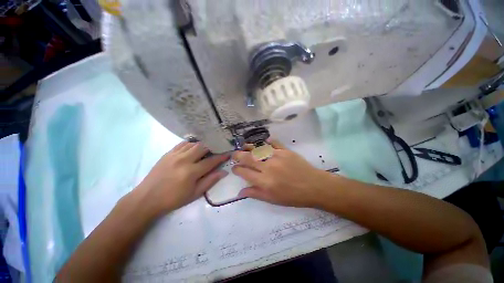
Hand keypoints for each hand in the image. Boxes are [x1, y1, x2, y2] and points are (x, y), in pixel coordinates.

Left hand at [137, 141, 228, 213]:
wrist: (147, 198)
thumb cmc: (173, 199)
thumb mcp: (195, 194)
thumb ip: (210, 181)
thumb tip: (224, 172)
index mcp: (191, 172)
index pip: (211, 161)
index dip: (221, 156)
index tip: (228, 153)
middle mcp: (184, 160)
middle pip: (203, 147)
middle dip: (213, 147)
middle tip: (218, 149)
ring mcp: (175, 155)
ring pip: (193, 143)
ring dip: (202, 145)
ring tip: (207, 148)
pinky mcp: (168, 153)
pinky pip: (183, 144)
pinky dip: (191, 144)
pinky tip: (194, 147)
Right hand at [232, 140, 329, 206]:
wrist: (314, 186)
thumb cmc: (293, 196)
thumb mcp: (273, 200)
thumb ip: (255, 194)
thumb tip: (240, 192)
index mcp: (264, 181)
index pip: (244, 172)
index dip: (236, 169)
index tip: (234, 168)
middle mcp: (268, 167)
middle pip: (248, 158)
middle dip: (238, 155)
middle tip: (234, 155)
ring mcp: (277, 157)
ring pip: (258, 149)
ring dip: (249, 147)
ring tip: (244, 147)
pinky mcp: (285, 151)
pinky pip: (273, 143)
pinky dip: (267, 141)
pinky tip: (263, 142)